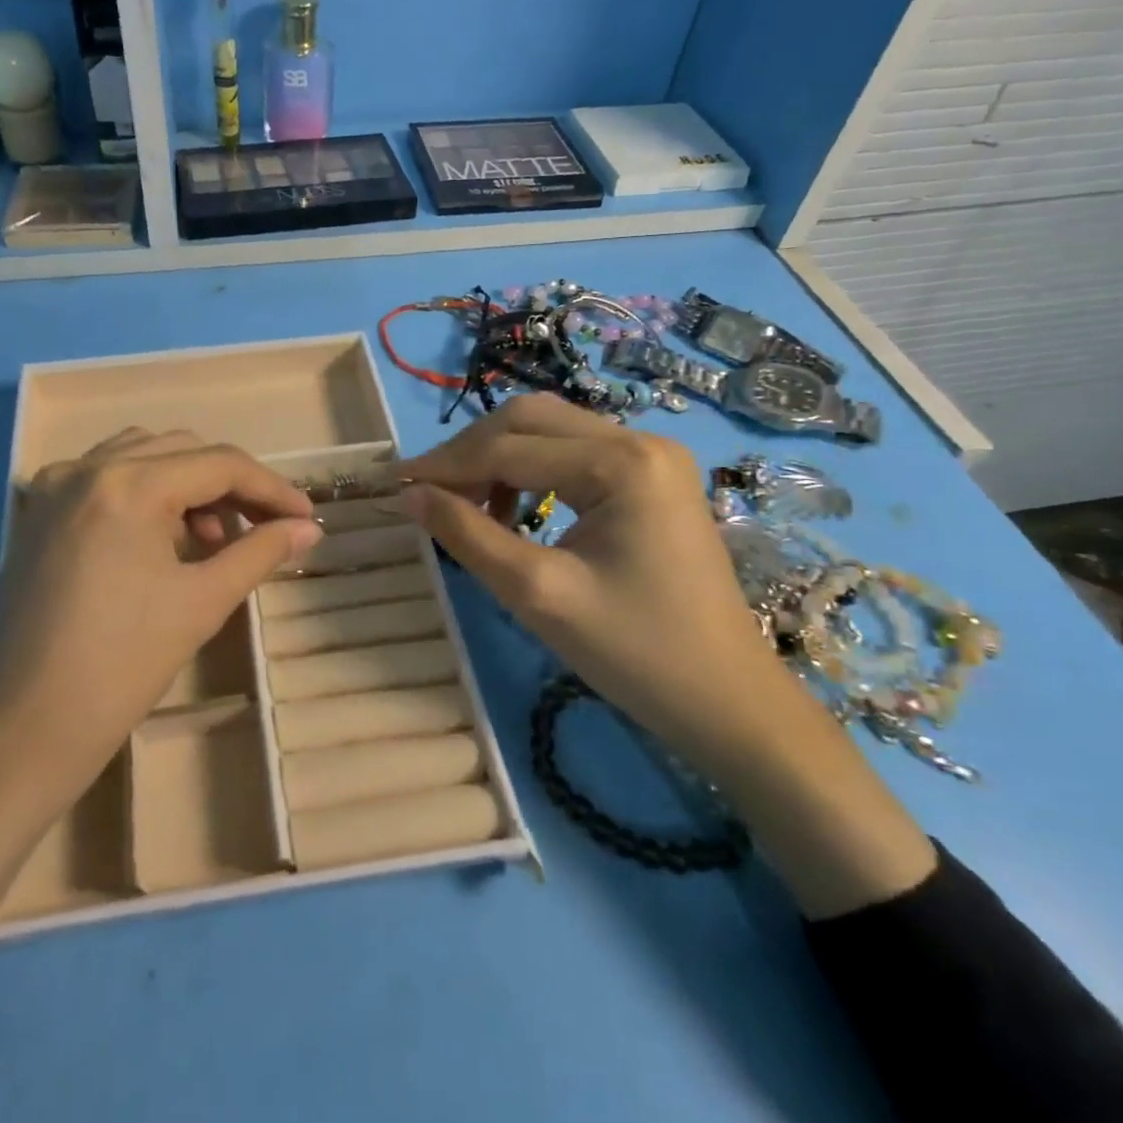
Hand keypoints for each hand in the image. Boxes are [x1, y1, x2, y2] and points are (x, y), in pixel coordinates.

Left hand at [0, 429, 321, 845]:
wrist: (24, 730)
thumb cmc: (121, 667)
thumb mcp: (201, 603)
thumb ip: (260, 553)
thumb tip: (306, 530)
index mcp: (127, 484)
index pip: (219, 464)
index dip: (271, 488)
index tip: (305, 518)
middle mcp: (85, 469)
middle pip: (181, 451)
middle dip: (230, 485)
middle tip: (264, 529)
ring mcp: (54, 488)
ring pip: (141, 457)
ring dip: (187, 485)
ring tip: (211, 539)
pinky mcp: (38, 515)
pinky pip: (105, 480)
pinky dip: (146, 494)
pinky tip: (161, 540)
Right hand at [396, 394, 785, 768]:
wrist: (728, 703)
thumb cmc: (635, 653)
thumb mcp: (537, 593)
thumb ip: (467, 534)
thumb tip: (409, 494)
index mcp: (622, 463)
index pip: (509, 447)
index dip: (445, 464)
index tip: (394, 484)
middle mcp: (640, 441)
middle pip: (530, 419)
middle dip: (470, 452)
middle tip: (428, 493)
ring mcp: (651, 458)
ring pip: (549, 432)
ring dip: (498, 458)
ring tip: (465, 506)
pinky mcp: (651, 479)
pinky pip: (573, 456)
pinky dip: (530, 472)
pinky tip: (511, 510)